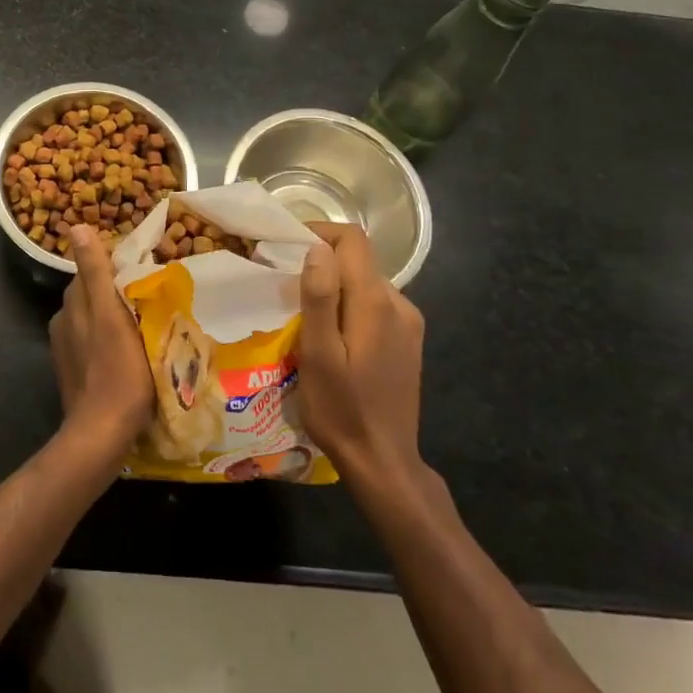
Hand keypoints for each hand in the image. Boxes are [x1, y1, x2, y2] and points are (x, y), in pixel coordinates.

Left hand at [49, 225, 154, 450]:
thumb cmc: (117, 369)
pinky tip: (129, 354)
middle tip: (152, 298)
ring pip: (94, 320)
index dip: (117, 268)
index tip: (145, 272)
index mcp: (71, 304)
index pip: (92, 271)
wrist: (103, 432)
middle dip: (116, 291)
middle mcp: (62, 321)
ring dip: (114, 317)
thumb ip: (96, 271)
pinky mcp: (74, 373)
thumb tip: (76, 227)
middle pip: (93, 295)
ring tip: (146, 325)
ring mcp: (66, 350)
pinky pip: (94, 344)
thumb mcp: (110, 314)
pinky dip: (110, 341)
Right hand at [297, 222, 430, 493]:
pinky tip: (332, 336)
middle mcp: (399, 303)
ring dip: (335, 286)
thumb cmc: (341, 408)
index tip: (286, 247)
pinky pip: (375, 306)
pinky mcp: (408, 342)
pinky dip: (350, 306)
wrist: (383, 461)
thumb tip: (317, 248)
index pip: (353, 240)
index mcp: (376, 302)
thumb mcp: (319, 354)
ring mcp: (408, 323)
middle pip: (358, 260)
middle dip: (321, 262)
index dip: (319, 232)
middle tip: (285, 286)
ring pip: (366, 283)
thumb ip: (320, 297)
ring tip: (304, 314)